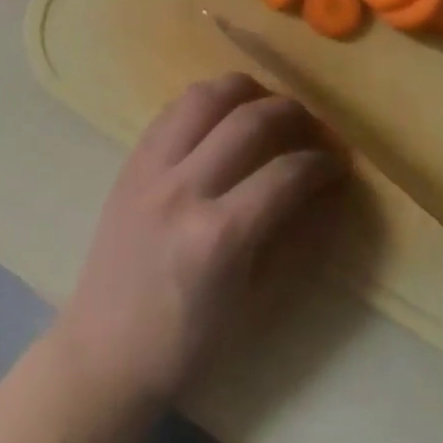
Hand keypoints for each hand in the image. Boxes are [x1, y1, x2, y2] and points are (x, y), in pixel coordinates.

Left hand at [53, 73, 342, 406]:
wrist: (105, 352)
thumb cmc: (186, 342)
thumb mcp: (251, 302)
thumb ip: (289, 237)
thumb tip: (323, 190)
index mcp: (219, 236)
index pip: (285, 174)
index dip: (322, 163)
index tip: (337, 163)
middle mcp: (184, 189)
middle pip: (249, 121)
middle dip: (292, 113)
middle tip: (310, 126)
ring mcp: (151, 170)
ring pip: (204, 98)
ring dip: (244, 90)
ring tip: (265, 102)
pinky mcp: (130, 163)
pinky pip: (171, 111)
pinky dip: (204, 102)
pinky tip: (220, 114)